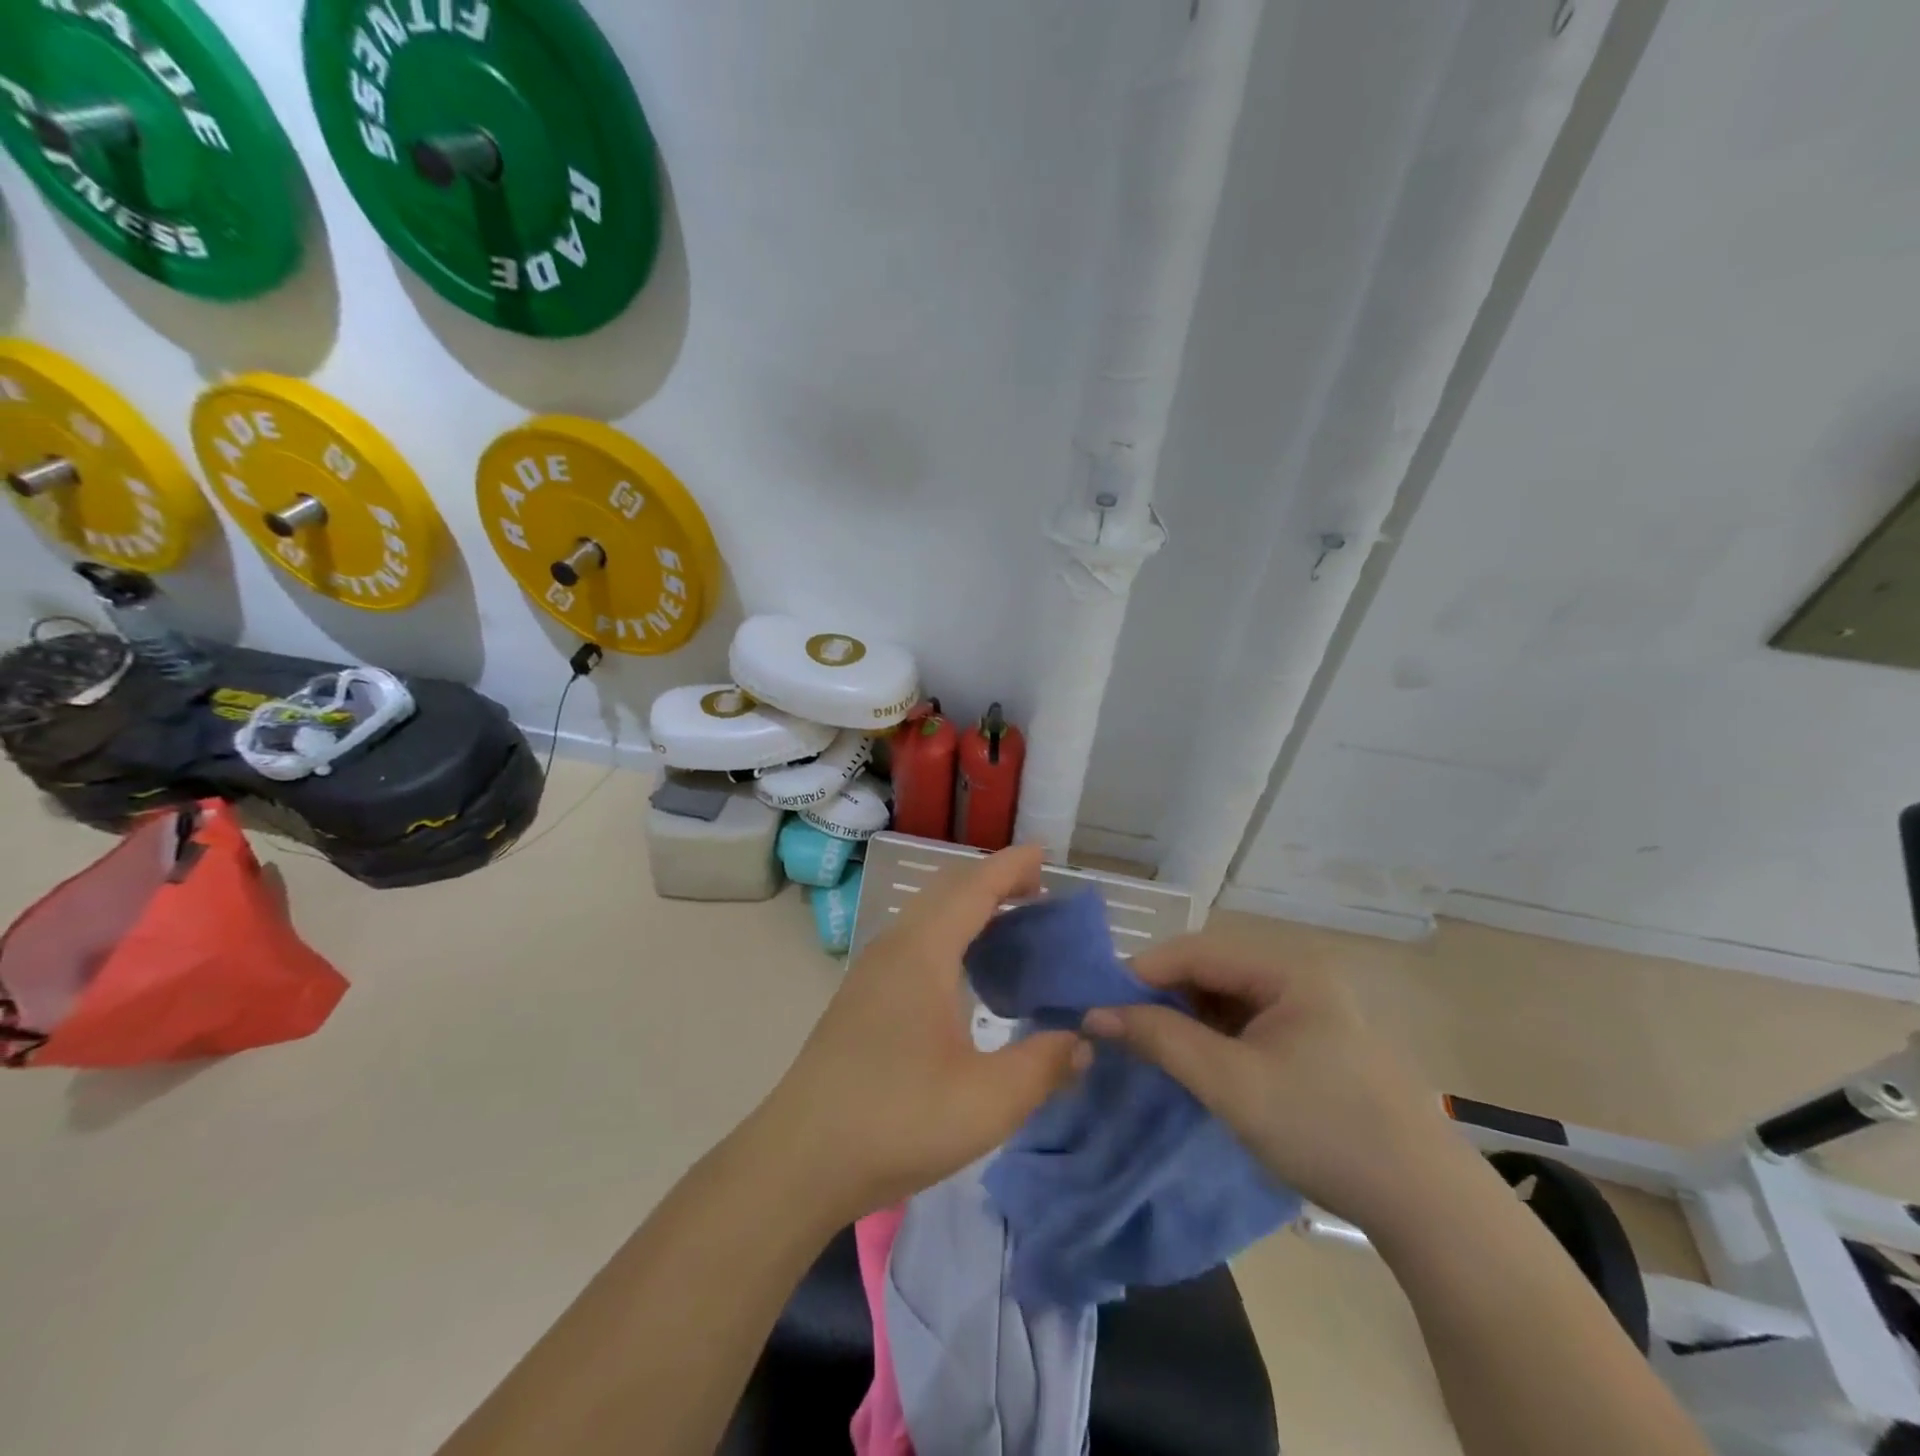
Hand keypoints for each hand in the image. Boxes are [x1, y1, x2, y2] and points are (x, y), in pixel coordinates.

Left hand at [756, 845, 1089, 1222]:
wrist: (800, 1159)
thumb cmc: (897, 1119)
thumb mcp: (988, 1101)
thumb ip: (1044, 1065)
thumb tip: (1082, 1041)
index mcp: (923, 953)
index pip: (973, 888)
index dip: (1011, 867)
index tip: (1045, 854)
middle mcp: (894, 948)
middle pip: (946, 891)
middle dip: (992, 882)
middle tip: (1038, 893)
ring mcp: (872, 972)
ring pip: (926, 916)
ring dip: (968, 909)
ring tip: (1010, 927)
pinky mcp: (861, 997)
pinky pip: (914, 941)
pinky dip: (949, 935)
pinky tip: (966, 975)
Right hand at [1083, 938, 1455, 1232]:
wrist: (1426, 1205)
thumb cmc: (1324, 1129)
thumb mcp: (1231, 1083)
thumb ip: (1161, 1039)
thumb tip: (1094, 1013)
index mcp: (1286, 968)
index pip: (1195, 951)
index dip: (1142, 972)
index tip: (1099, 1003)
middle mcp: (1297, 975)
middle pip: (1209, 970)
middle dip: (1161, 996)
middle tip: (1119, 1027)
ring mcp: (1307, 1009)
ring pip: (1225, 998)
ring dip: (1184, 1018)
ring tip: (1148, 1045)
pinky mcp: (1311, 1041)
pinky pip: (1244, 1024)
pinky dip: (1211, 1038)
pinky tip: (1192, 1061)